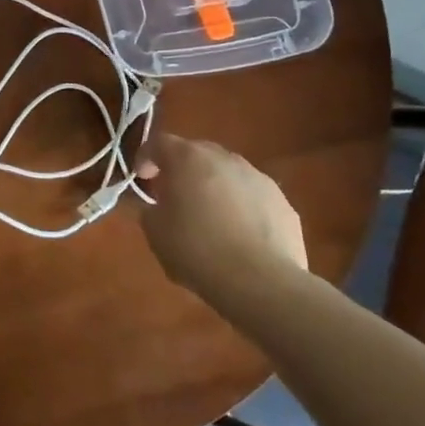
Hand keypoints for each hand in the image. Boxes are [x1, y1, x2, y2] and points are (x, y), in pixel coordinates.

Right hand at [134, 134, 305, 298]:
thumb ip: (151, 209)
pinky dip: (241, 207)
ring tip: (210, 218)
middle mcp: (224, 159)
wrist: (261, 282)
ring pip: (228, 174)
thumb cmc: (196, 250)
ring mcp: (258, 178)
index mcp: (187, 158)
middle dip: (182, 170)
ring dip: (214, 187)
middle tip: (174, 196)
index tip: (141, 178)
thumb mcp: (155, 232)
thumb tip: (159, 206)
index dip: (146, 157)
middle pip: (196, 152)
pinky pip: (252, 197)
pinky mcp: (283, 203)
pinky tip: (239, 236)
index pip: (158, 142)